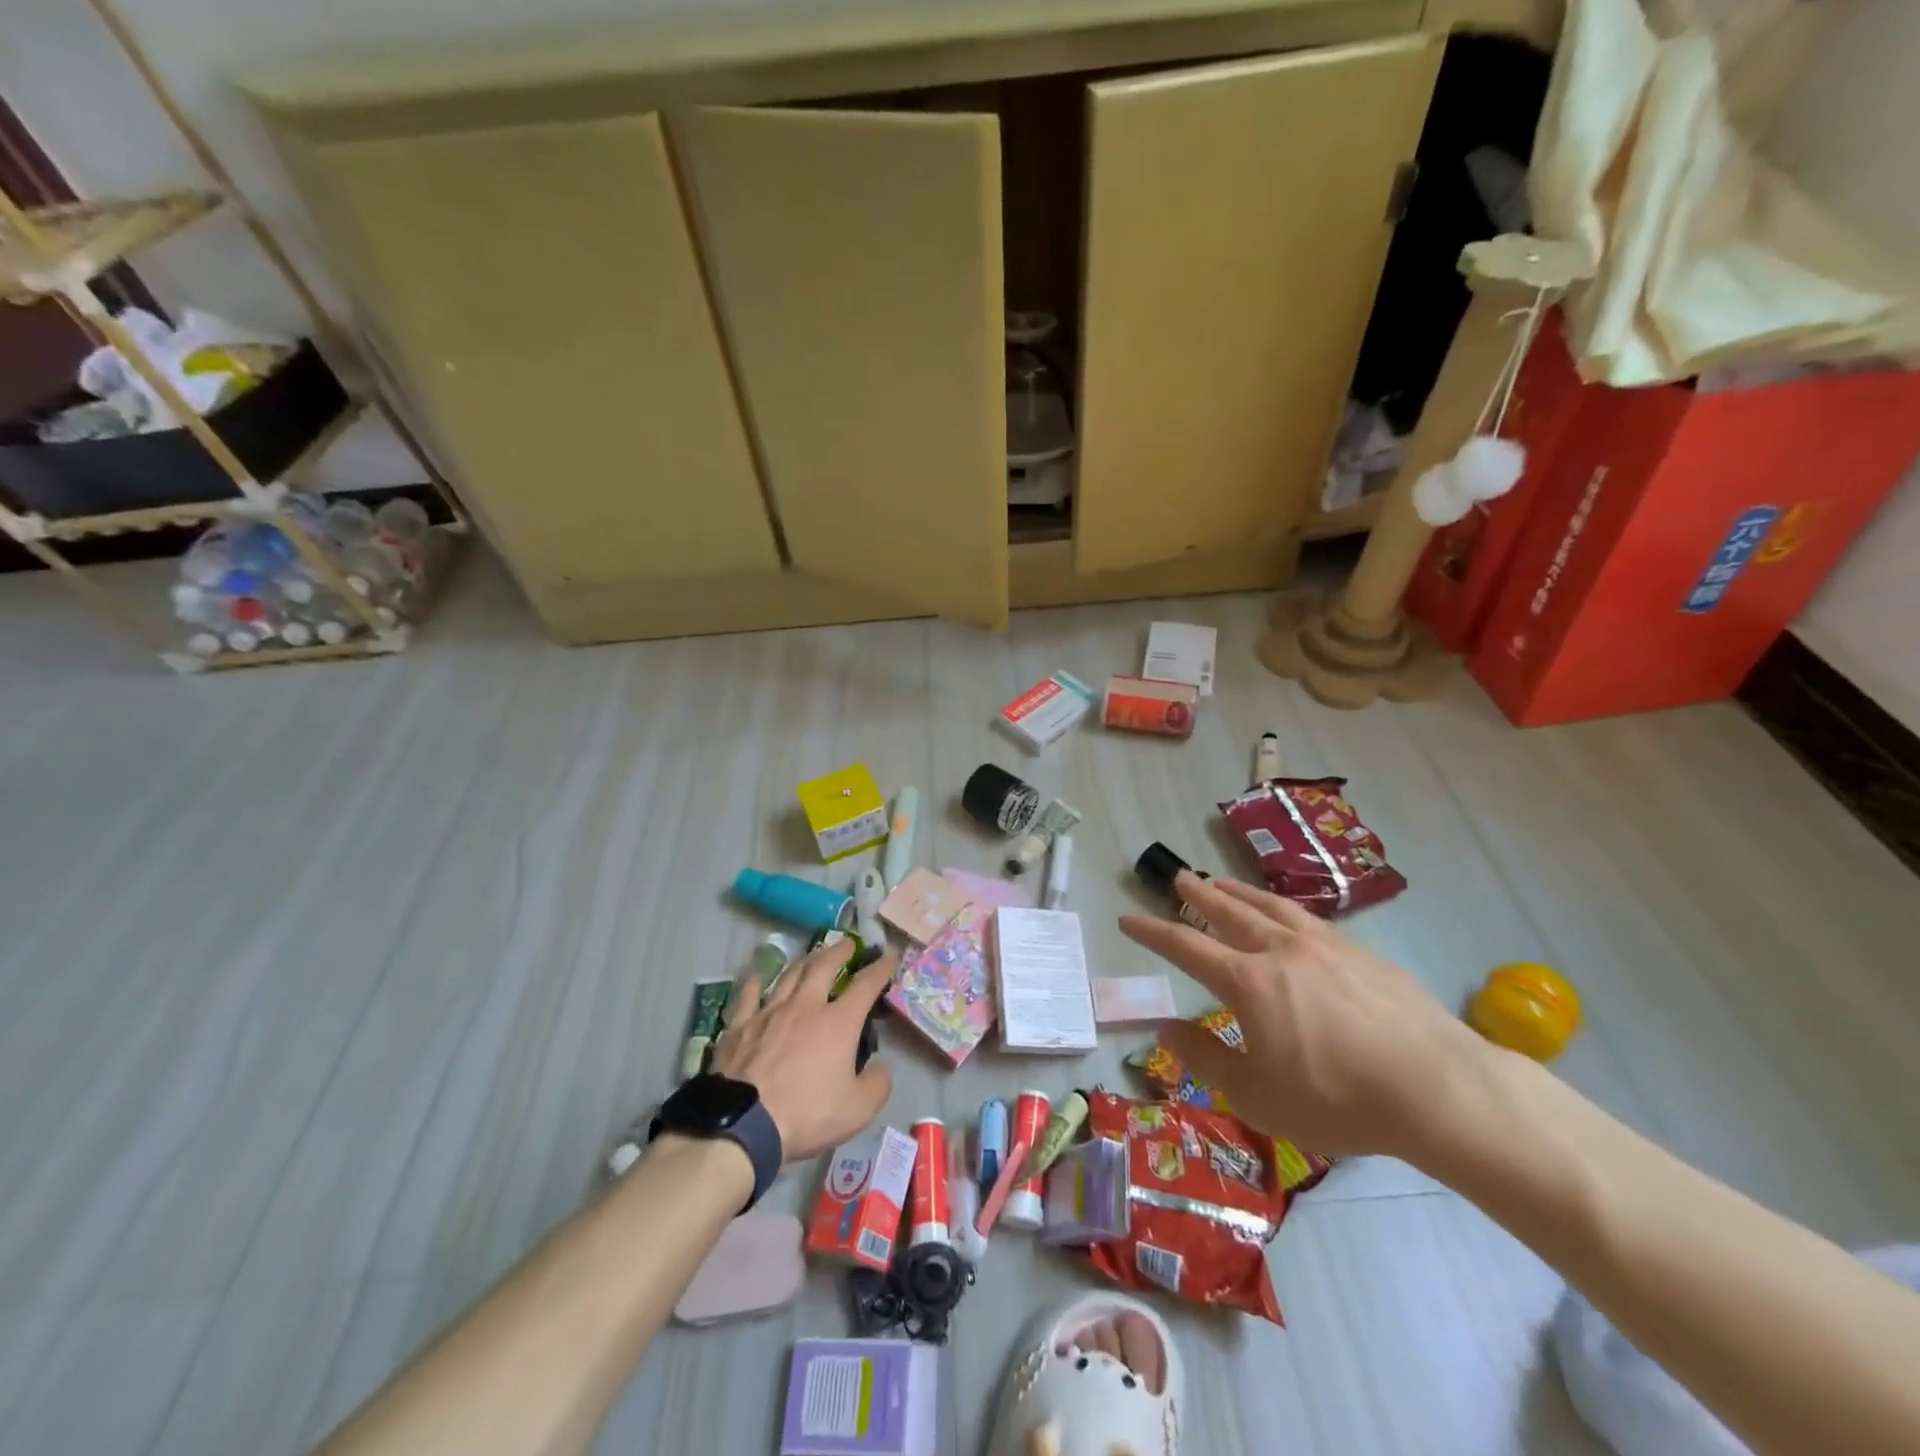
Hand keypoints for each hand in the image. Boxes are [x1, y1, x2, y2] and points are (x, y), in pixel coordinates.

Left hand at [710, 938, 894, 1161]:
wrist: (743, 1125)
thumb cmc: (807, 1115)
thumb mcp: (858, 1110)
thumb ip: (877, 1084)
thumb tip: (882, 1067)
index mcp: (838, 1022)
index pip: (866, 985)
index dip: (880, 968)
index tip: (890, 956)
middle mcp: (805, 1006)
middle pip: (823, 966)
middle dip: (839, 951)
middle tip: (847, 944)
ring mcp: (769, 1013)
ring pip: (789, 975)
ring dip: (804, 961)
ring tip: (812, 956)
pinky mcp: (739, 1027)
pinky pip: (748, 997)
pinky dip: (754, 984)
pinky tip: (756, 977)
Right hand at [1119, 872, 1489, 1162]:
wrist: (1437, 1089)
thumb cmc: (1337, 1100)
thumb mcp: (1256, 1095)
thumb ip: (1205, 1058)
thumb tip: (1165, 1028)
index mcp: (1248, 982)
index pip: (1186, 948)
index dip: (1153, 933)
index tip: (1128, 919)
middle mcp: (1280, 951)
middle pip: (1228, 912)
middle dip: (1198, 895)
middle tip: (1178, 878)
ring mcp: (1324, 946)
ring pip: (1269, 906)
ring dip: (1239, 891)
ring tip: (1221, 881)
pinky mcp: (1361, 953)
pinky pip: (1307, 919)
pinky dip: (1281, 908)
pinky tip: (1286, 915)